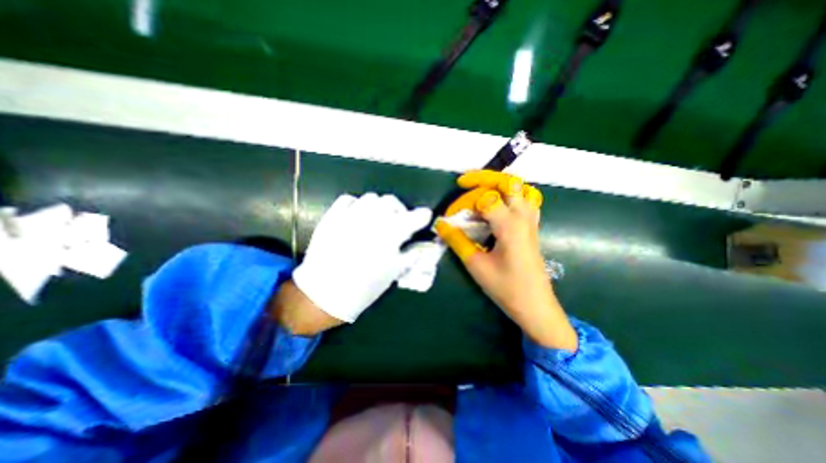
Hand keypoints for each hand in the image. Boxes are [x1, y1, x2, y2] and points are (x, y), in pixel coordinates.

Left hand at [290, 196, 431, 325]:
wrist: (325, 293)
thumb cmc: (365, 286)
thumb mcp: (395, 272)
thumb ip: (412, 256)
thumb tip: (420, 247)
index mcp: (392, 233)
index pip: (415, 217)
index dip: (423, 216)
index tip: (424, 217)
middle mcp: (374, 218)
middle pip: (392, 201)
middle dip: (399, 210)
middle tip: (397, 222)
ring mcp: (352, 215)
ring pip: (371, 198)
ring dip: (379, 207)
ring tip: (376, 220)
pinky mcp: (333, 216)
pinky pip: (349, 200)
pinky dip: (357, 205)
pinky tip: (357, 217)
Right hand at [434, 170, 574, 350]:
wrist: (535, 305)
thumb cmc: (505, 288)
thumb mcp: (475, 264)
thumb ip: (457, 240)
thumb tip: (440, 224)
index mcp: (510, 225)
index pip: (484, 198)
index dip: (463, 203)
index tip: (449, 217)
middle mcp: (523, 217)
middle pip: (508, 182)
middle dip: (483, 178)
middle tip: (463, 182)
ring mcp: (531, 220)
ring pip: (521, 187)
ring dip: (500, 184)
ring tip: (481, 190)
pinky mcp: (533, 227)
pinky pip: (527, 199)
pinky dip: (512, 194)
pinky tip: (498, 205)